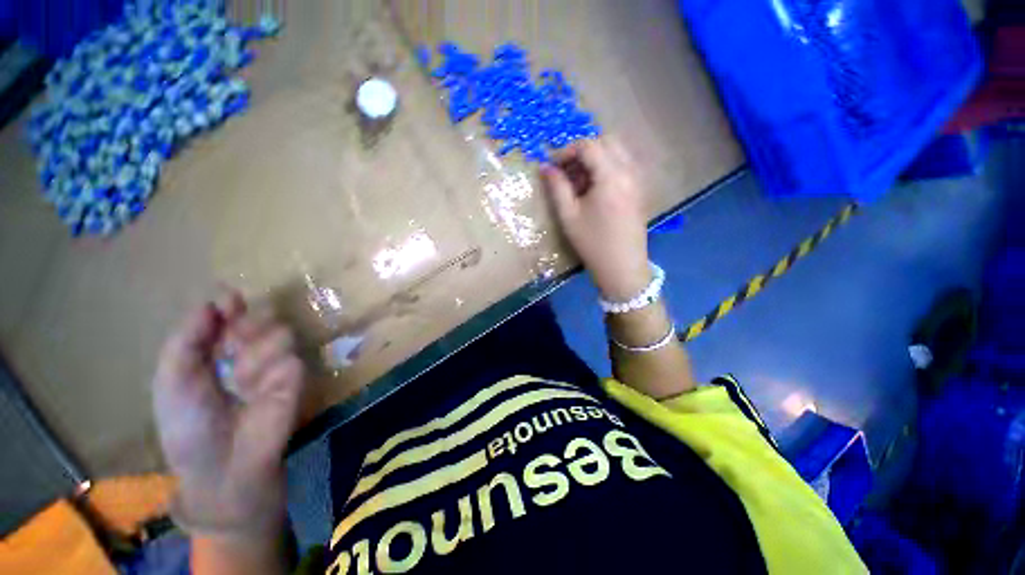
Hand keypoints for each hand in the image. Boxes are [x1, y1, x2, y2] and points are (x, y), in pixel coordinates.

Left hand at [152, 290, 303, 538]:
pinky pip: (290, 360)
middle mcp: (249, 353)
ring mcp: (276, 365)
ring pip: (280, 333)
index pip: (231, 316)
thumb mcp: (172, 380)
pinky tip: (260, 391)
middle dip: (247, 324)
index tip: (230, 298)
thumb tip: (212, 303)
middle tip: (232, 344)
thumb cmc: (188, 425)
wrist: (220, 466)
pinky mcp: (296, 379)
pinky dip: (272, 372)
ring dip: (258, 352)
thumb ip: (187, 339)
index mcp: (216, 352)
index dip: (230, 305)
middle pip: (261, 317)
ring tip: (241, 380)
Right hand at [542, 138, 650, 300]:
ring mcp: (638, 179)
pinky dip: (607, 167)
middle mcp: (629, 171)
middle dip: (583, 150)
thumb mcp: (569, 216)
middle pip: (606, 141)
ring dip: (596, 158)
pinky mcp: (640, 190)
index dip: (566, 150)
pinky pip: (624, 165)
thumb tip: (545, 167)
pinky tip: (594, 189)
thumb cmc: (592, 243)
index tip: (552, 166)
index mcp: (611, 175)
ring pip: (617, 152)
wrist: (622, 267)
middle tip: (566, 170)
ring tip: (579, 181)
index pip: (588, 145)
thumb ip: (557, 187)